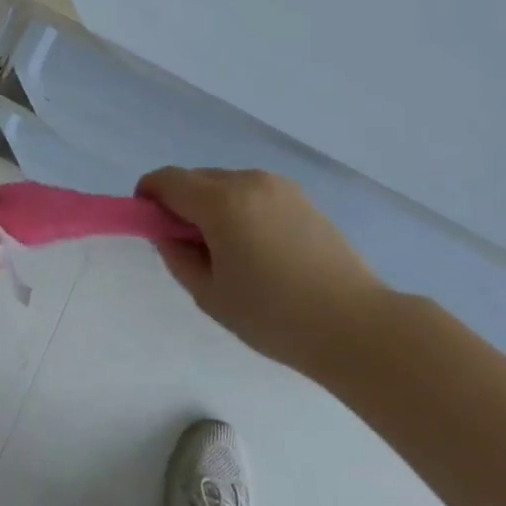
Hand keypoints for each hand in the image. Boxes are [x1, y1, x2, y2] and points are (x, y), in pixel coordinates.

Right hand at [140, 167, 384, 376]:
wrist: (356, 326)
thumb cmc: (276, 316)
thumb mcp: (211, 295)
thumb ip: (178, 257)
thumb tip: (168, 233)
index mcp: (221, 202)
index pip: (168, 180)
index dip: (149, 196)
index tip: (149, 223)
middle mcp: (248, 181)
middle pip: (197, 179)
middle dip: (183, 204)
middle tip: (191, 248)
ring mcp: (279, 186)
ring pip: (227, 184)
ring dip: (214, 206)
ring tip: (231, 254)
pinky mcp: (302, 197)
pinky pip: (255, 193)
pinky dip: (243, 209)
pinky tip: (261, 250)